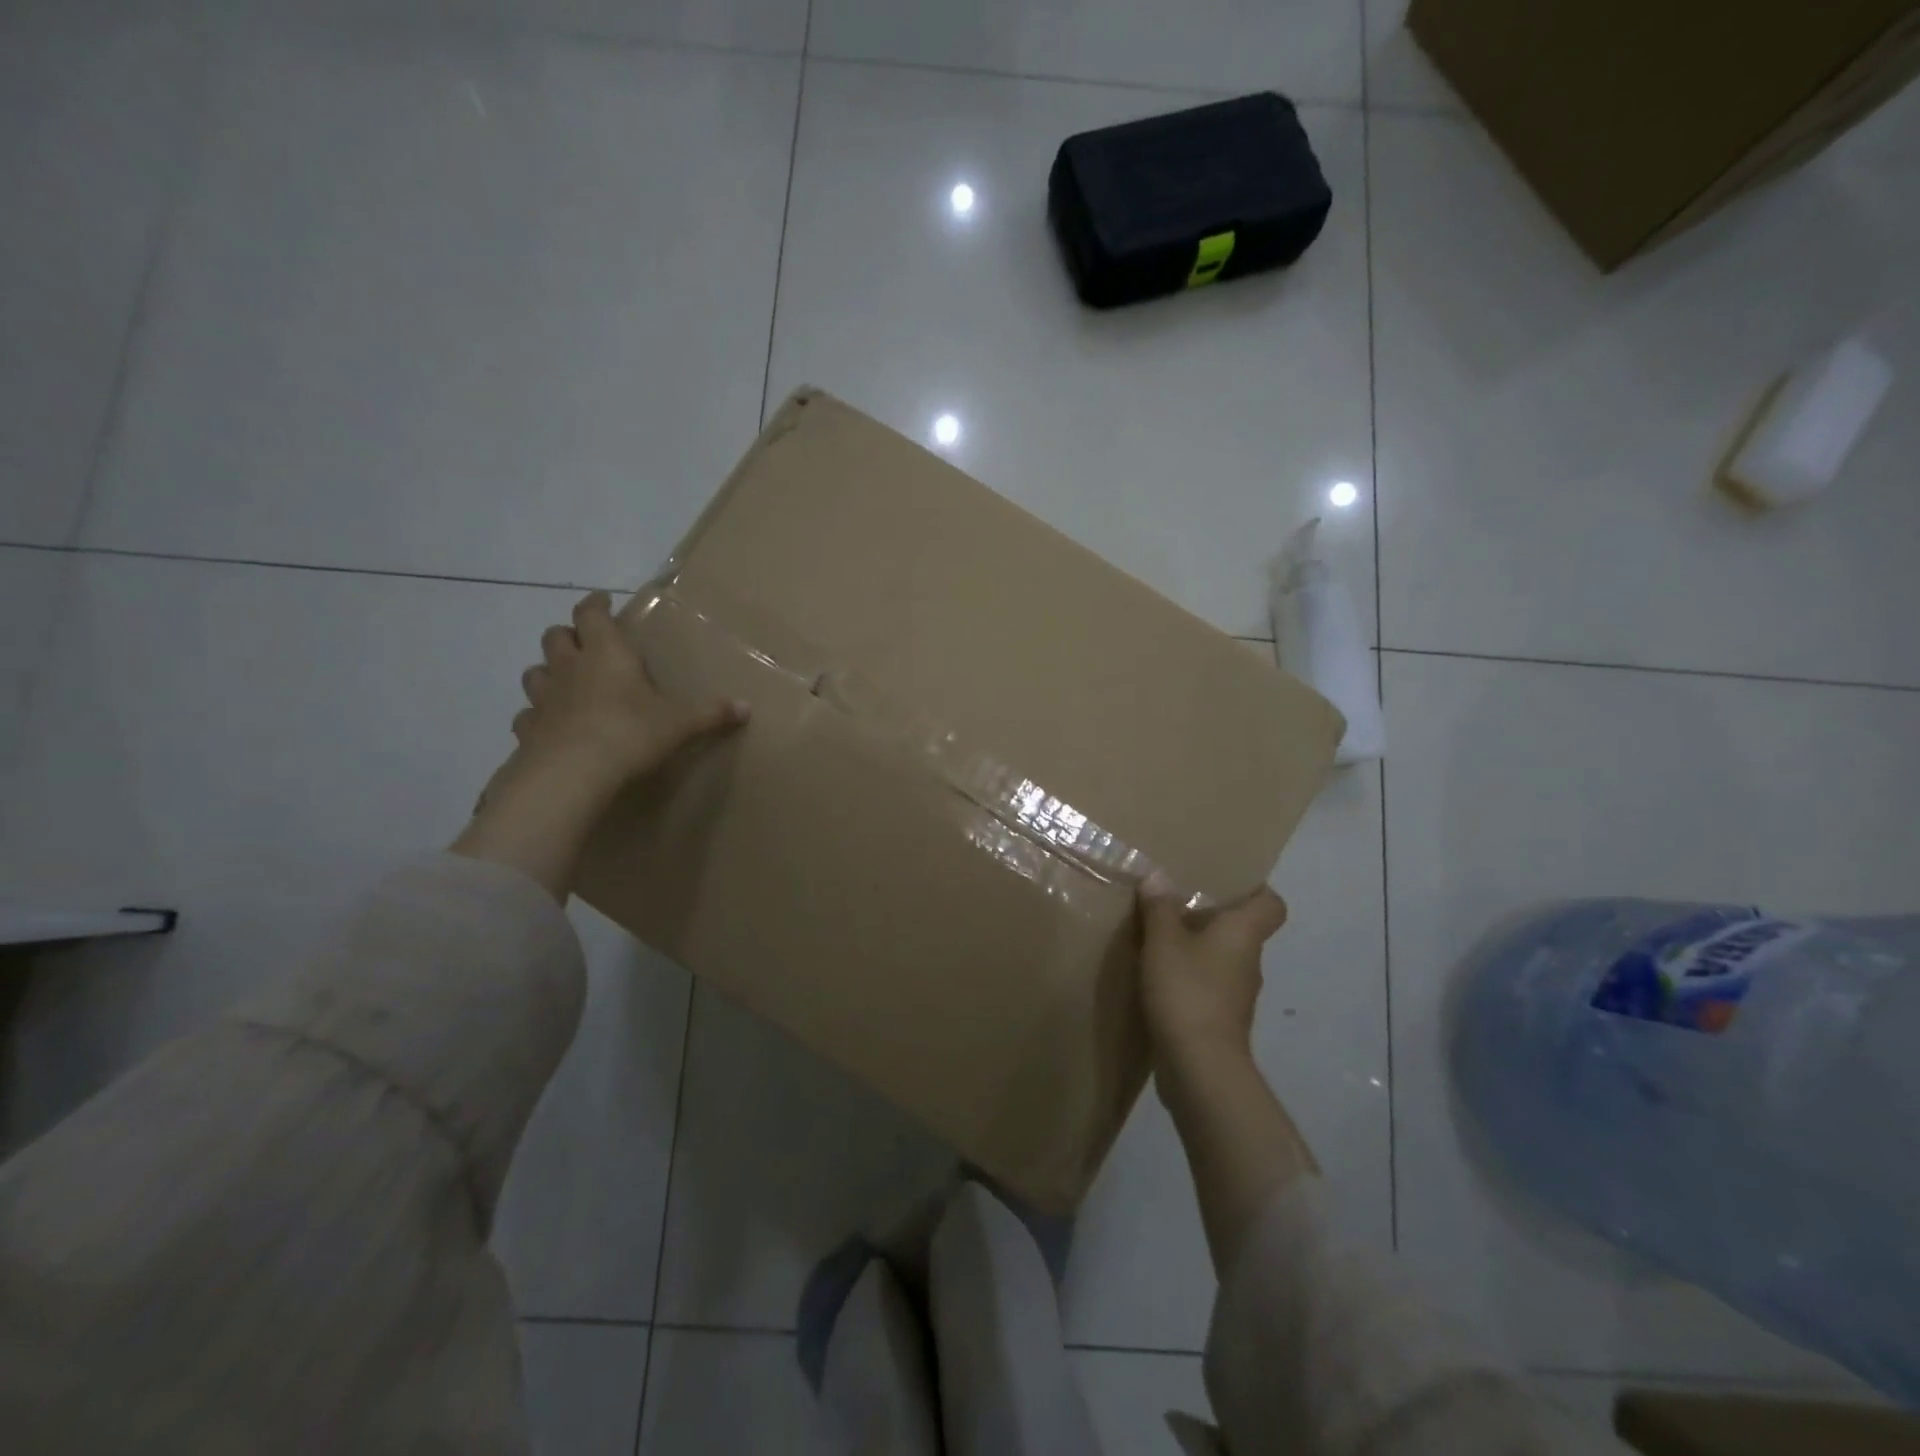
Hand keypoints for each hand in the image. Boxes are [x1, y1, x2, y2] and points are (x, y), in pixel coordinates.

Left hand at [511, 590, 746, 790]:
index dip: (595, 605)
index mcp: (607, 654)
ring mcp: (544, 697)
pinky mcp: (528, 729)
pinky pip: (527, 715)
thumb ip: (710, 713)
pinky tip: (549, 726)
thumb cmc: (631, 733)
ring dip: (548, 671)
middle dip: (568, 634)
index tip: (601, 600)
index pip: (592, 614)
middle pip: (555, 636)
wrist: (573, 773)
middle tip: (584, 643)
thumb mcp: (679, 724)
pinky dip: (536, 716)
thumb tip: (747, 708)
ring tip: (564, 681)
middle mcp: (570, 667)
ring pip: (535, 672)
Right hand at [1138, 875, 1288, 1069]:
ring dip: (1196, 949)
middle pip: (1241, 930)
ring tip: (1159, 938)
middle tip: (1175, 902)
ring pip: (1221, 959)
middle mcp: (1249, 961)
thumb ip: (1159, 908)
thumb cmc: (1187, 991)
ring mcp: (1237, 995)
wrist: (1199, 1067)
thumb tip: (1157, 876)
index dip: (1255, 890)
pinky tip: (1157, 977)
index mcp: (1244, 934)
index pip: (1271, 904)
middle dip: (1211, 917)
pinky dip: (1188, 979)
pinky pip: (1207, 986)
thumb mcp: (1162, 941)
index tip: (1225, 882)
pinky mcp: (1220, 1021)